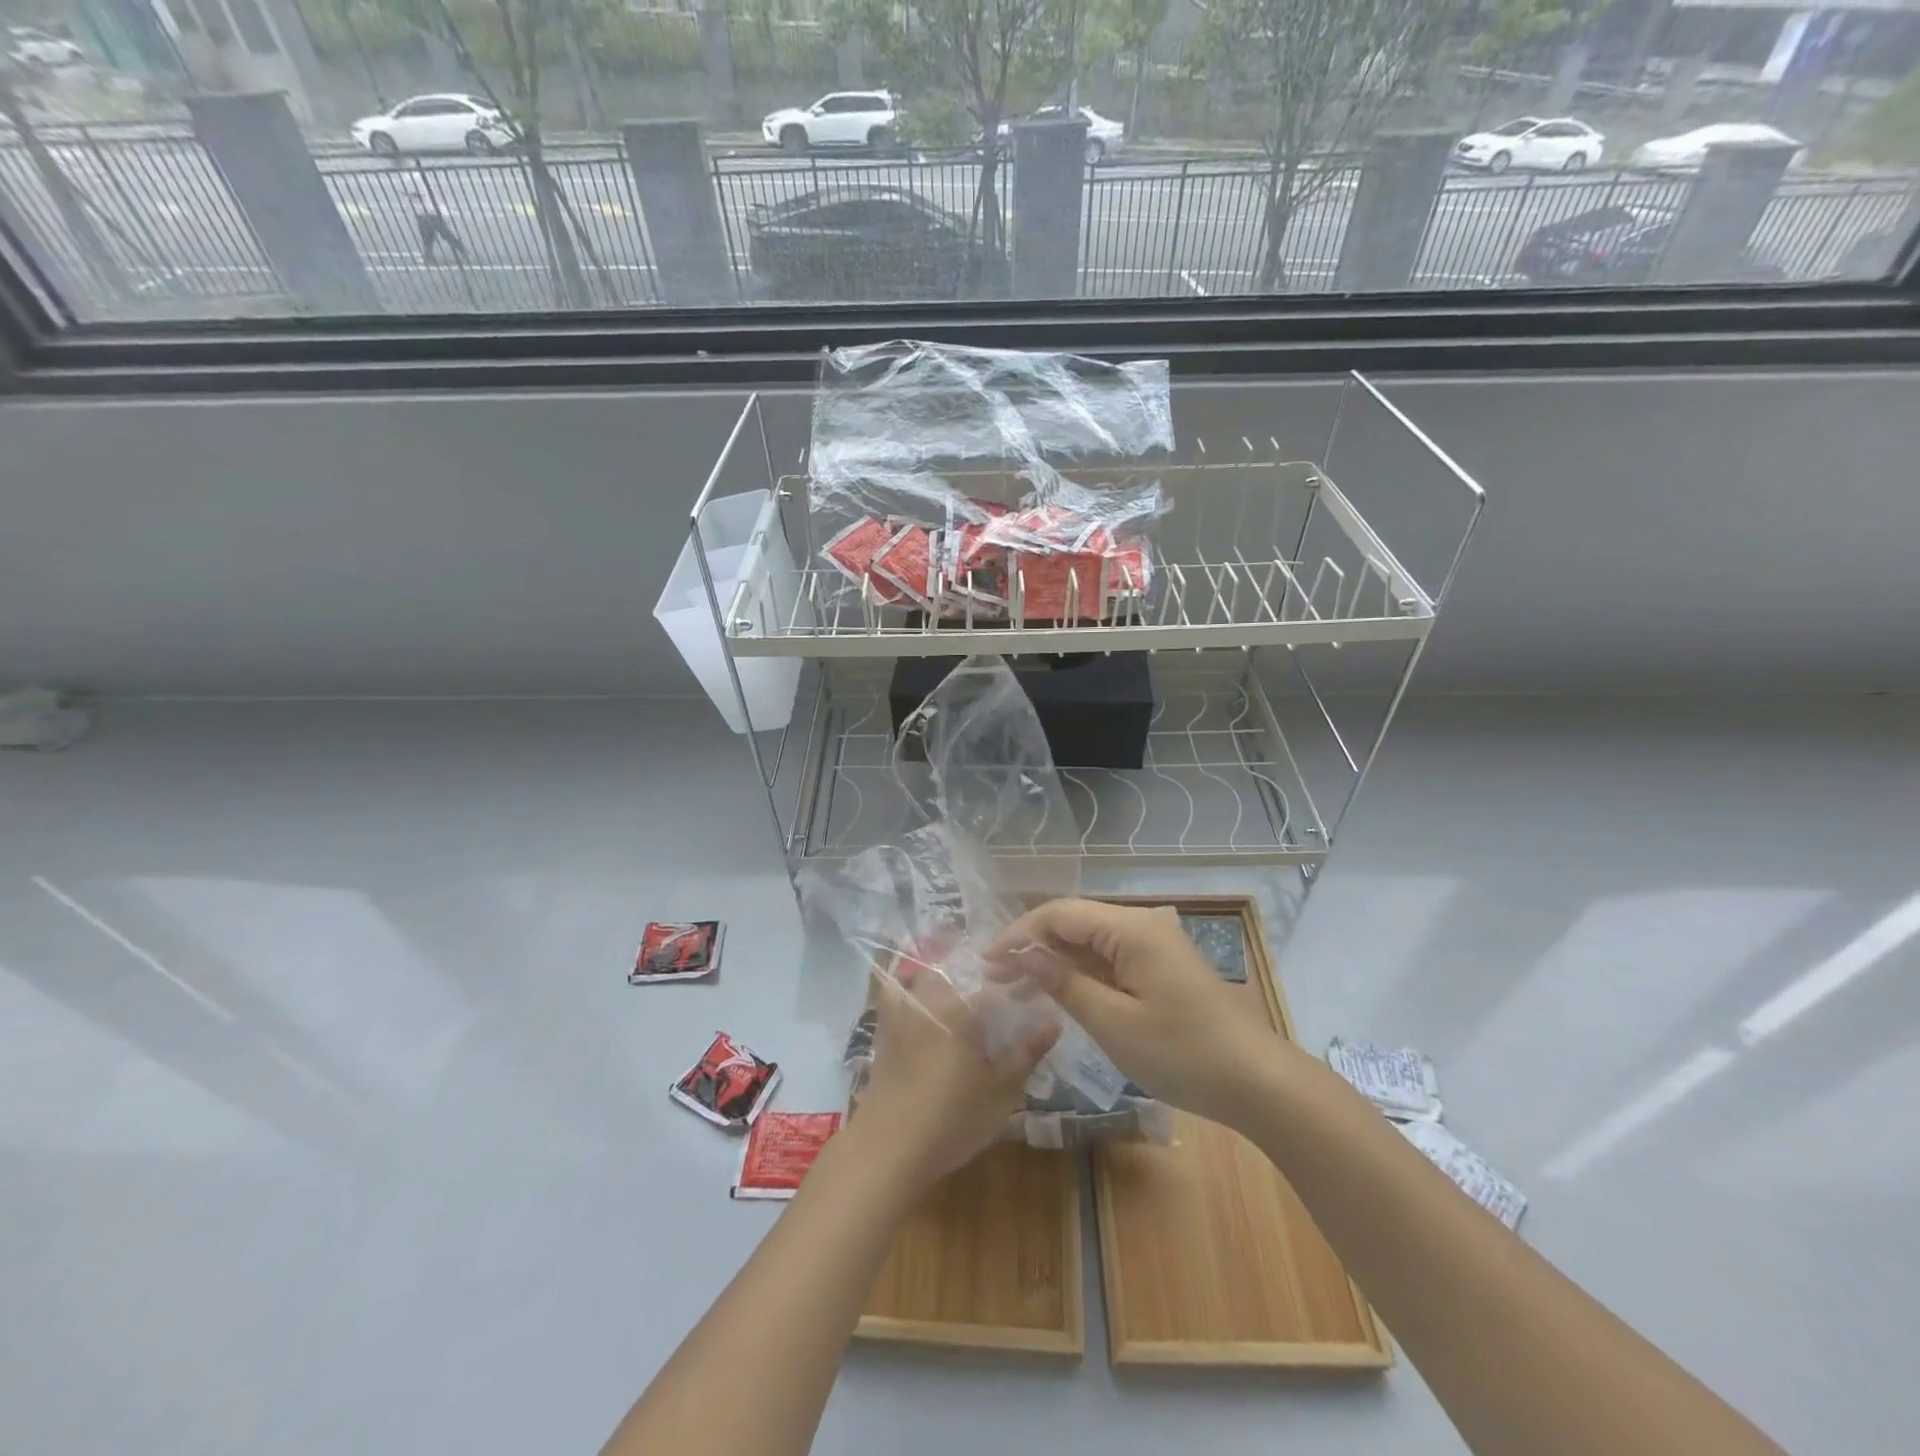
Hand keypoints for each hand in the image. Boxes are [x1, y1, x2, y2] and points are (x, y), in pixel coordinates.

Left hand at [846, 955, 1057, 1195]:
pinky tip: (923, 1003)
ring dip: (943, 974)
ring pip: (923, 975)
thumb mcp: (1001, 1091)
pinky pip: (897, 993)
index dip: (1017, 983)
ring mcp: (901, 1012)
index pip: (995, 984)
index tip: (1034, 988)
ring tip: (962, 987)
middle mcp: (929, 999)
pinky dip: (909, 987)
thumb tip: (1053, 1020)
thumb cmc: (952, 1118)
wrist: (889, 1147)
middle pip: (956, 969)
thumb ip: (1026, 1052)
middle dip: (979, 971)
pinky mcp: (884, 1030)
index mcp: (960, 1007)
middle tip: (999, 986)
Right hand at [987, 898, 1283, 1126]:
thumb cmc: (1182, 1053)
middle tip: (995, 979)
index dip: (1019, 933)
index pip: (1059, 914)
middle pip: (1073, 923)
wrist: (1256, 1082)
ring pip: (1089, 941)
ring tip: (1016, 988)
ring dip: (1053, 961)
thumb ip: (1065, 983)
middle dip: (1032, 947)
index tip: (987, 961)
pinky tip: (1057, 993)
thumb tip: (1024, 954)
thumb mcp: (1113, 1023)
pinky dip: (1080, 973)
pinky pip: (1109, 959)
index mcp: (1131, 928)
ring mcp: (1153, 945)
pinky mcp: (1160, 967)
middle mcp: (1141, 925)